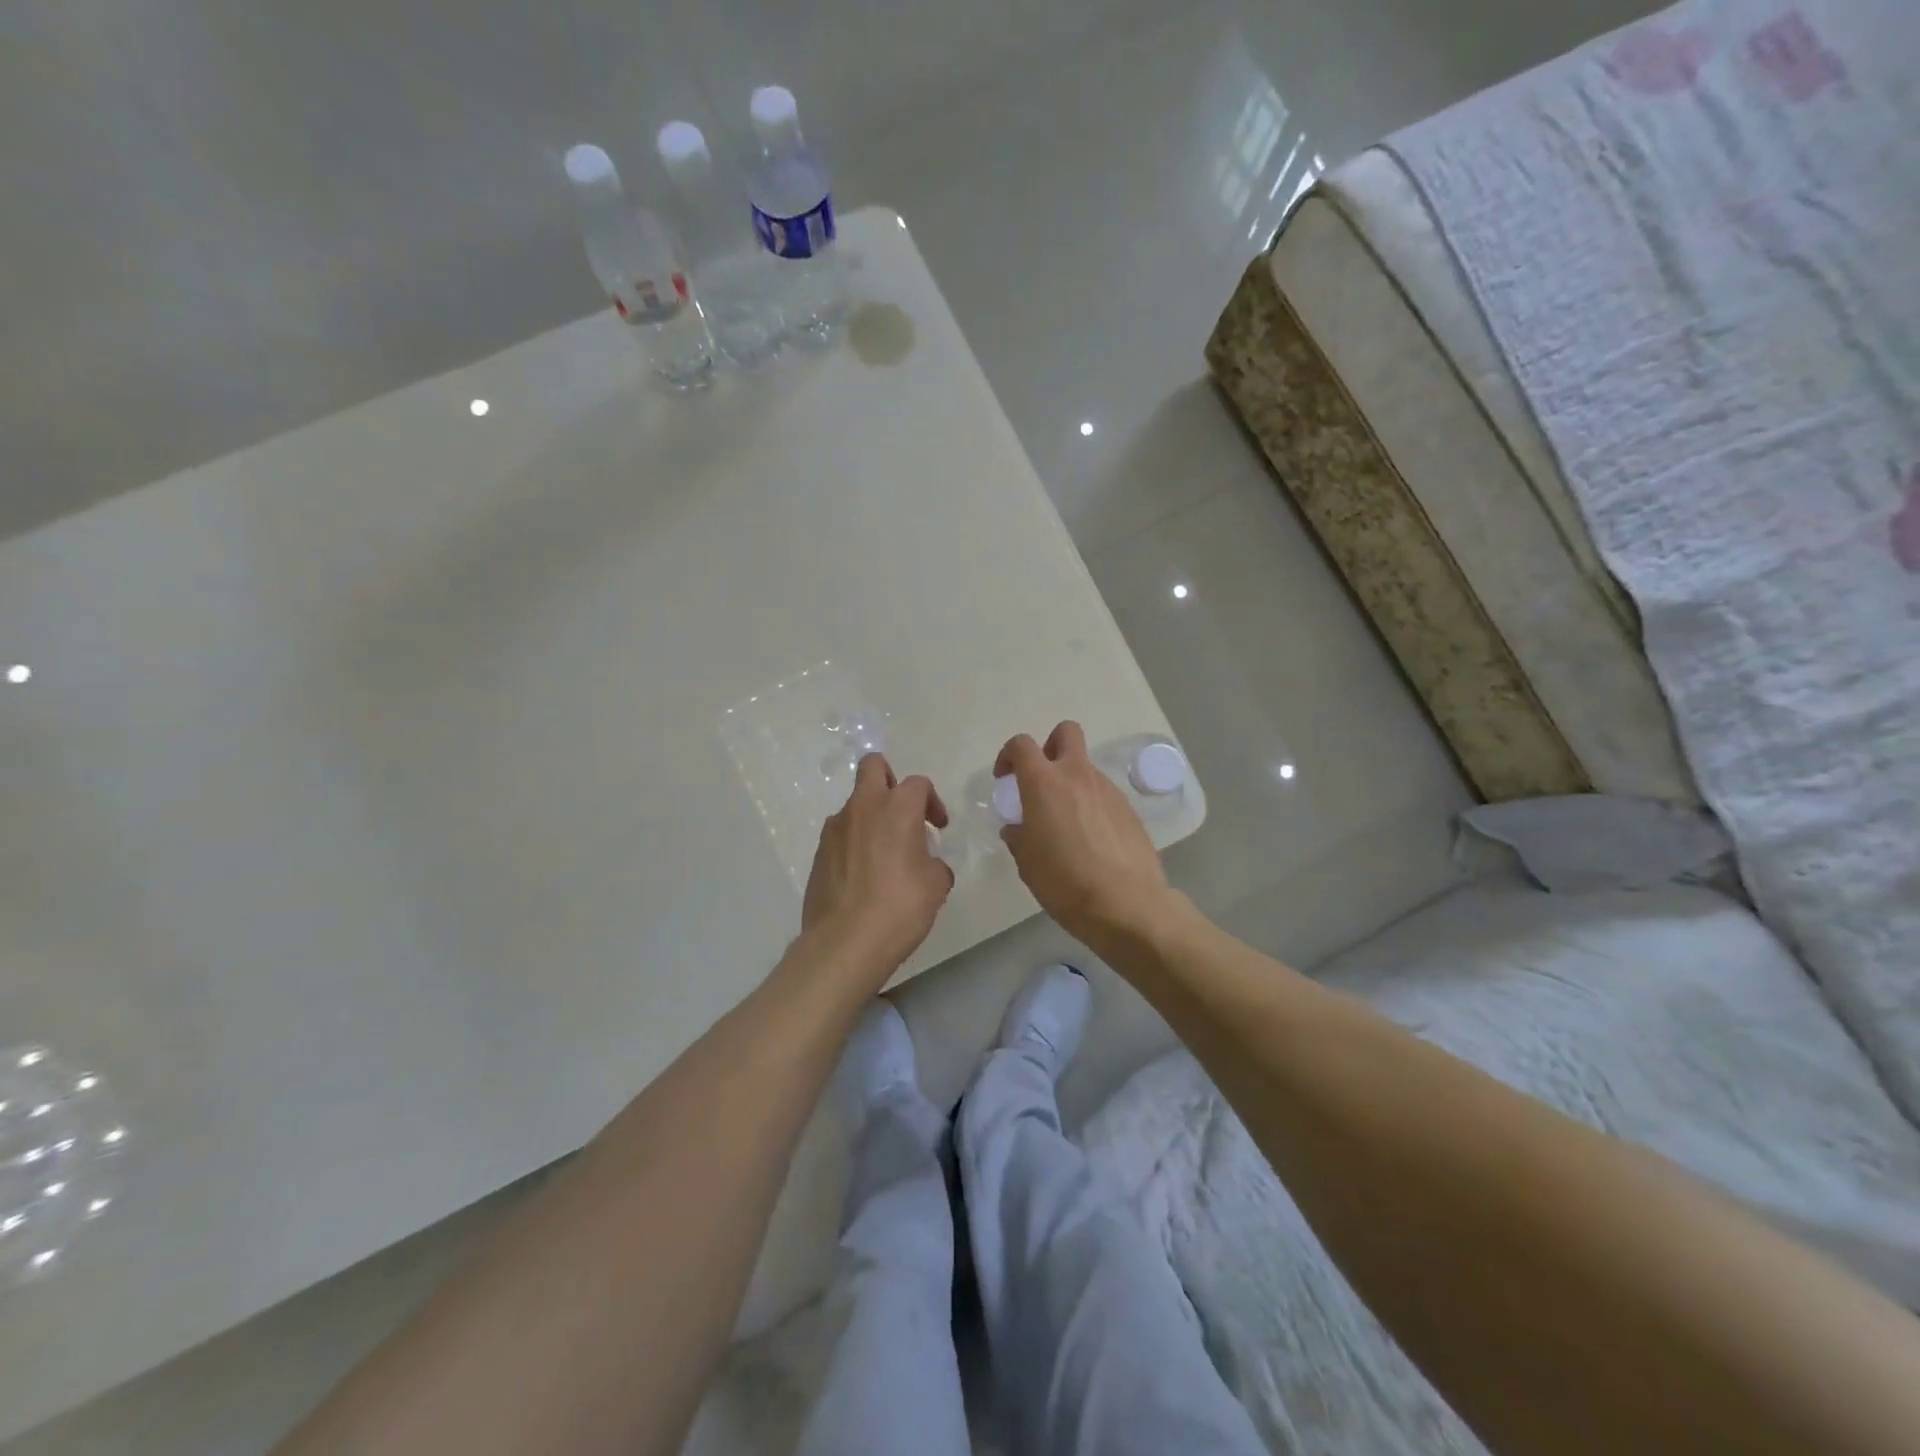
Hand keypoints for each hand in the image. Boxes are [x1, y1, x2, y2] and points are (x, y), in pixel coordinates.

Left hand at [802, 753, 954, 985]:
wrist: (845, 942)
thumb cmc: (900, 907)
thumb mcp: (936, 885)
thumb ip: (935, 864)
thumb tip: (927, 865)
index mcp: (897, 807)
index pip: (918, 784)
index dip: (932, 802)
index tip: (938, 828)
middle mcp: (862, 807)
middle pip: (873, 766)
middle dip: (890, 779)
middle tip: (903, 812)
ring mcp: (834, 829)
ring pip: (855, 804)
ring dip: (872, 817)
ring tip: (885, 855)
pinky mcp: (818, 853)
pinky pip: (841, 834)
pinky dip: (855, 843)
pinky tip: (865, 876)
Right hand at [996, 721, 1171, 945]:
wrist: (1126, 904)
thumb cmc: (1065, 881)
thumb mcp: (1026, 862)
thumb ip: (1018, 836)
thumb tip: (1018, 828)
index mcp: (1044, 783)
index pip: (1022, 745)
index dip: (1008, 755)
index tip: (1005, 780)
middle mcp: (1078, 776)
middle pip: (1065, 732)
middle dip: (1050, 746)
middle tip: (1041, 780)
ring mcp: (1108, 790)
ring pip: (1086, 768)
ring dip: (1071, 782)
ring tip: (1066, 824)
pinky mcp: (1129, 809)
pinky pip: (1103, 795)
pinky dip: (1091, 805)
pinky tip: (1091, 840)